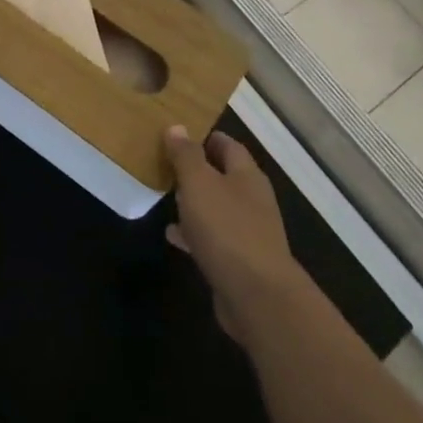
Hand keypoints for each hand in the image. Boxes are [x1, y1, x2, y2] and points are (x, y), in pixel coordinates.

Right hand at [164, 127, 307, 343]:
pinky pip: (213, 238)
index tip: (178, 134)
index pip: (228, 145)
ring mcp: (248, 231)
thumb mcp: (199, 184)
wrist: (257, 295)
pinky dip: (193, 233)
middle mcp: (252, 199)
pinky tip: (172, 235)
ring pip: (217, 207)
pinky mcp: (239, 261)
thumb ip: (187, 155)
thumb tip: (177, 127)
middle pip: (224, 176)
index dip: (205, 137)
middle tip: (166, 165)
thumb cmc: (227, 229)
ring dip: (195, 202)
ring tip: (166, 196)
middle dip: (198, 170)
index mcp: (247, 175)